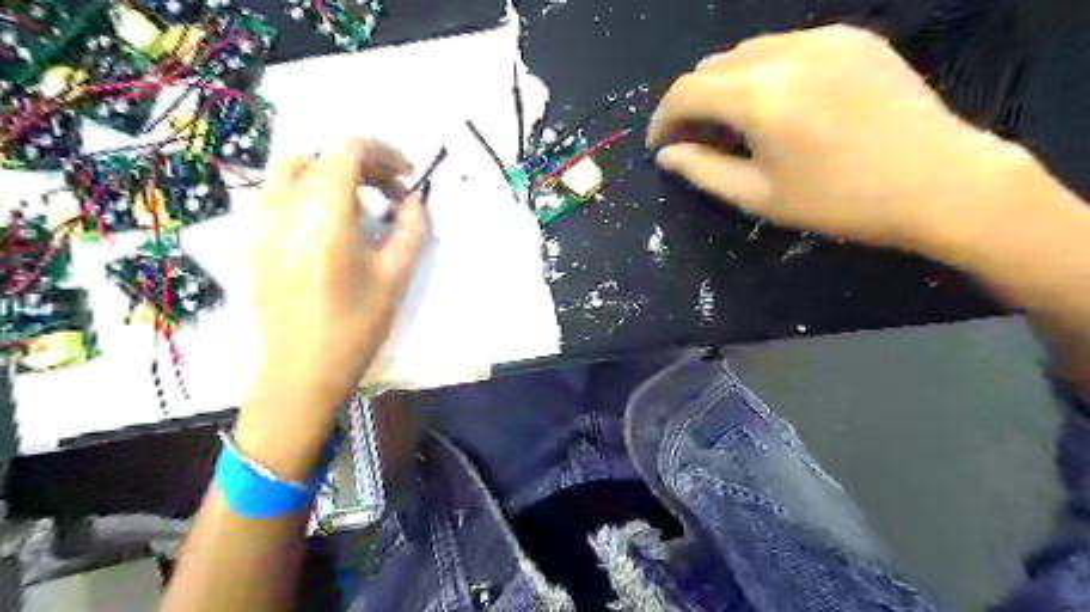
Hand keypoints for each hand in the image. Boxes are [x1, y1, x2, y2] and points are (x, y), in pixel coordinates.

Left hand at [238, 142, 424, 481]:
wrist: (300, 372)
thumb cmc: (354, 328)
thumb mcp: (394, 279)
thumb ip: (411, 232)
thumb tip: (415, 203)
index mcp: (324, 218)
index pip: (348, 152)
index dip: (383, 153)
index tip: (407, 174)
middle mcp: (286, 210)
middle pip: (322, 157)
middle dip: (363, 166)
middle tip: (391, 194)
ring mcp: (262, 224)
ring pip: (293, 171)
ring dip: (331, 175)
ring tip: (359, 205)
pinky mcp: (253, 241)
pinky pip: (277, 194)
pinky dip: (307, 192)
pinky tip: (327, 223)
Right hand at [645, 24, 1036, 250]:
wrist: (939, 181)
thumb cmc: (839, 201)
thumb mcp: (759, 196)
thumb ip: (703, 171)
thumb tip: (666, 155)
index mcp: (759, 96)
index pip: (686, 91)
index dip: (662, 118)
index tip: (660, 145)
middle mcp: (786, 52)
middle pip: (712, 66)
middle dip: (693, 101)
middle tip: (697, 139)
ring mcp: (823, 38)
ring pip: (747, 51)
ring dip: (726, 85)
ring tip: (735, 123)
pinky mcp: (853, 37)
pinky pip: (786, 45)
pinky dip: (764, 71)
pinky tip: (779, 104)